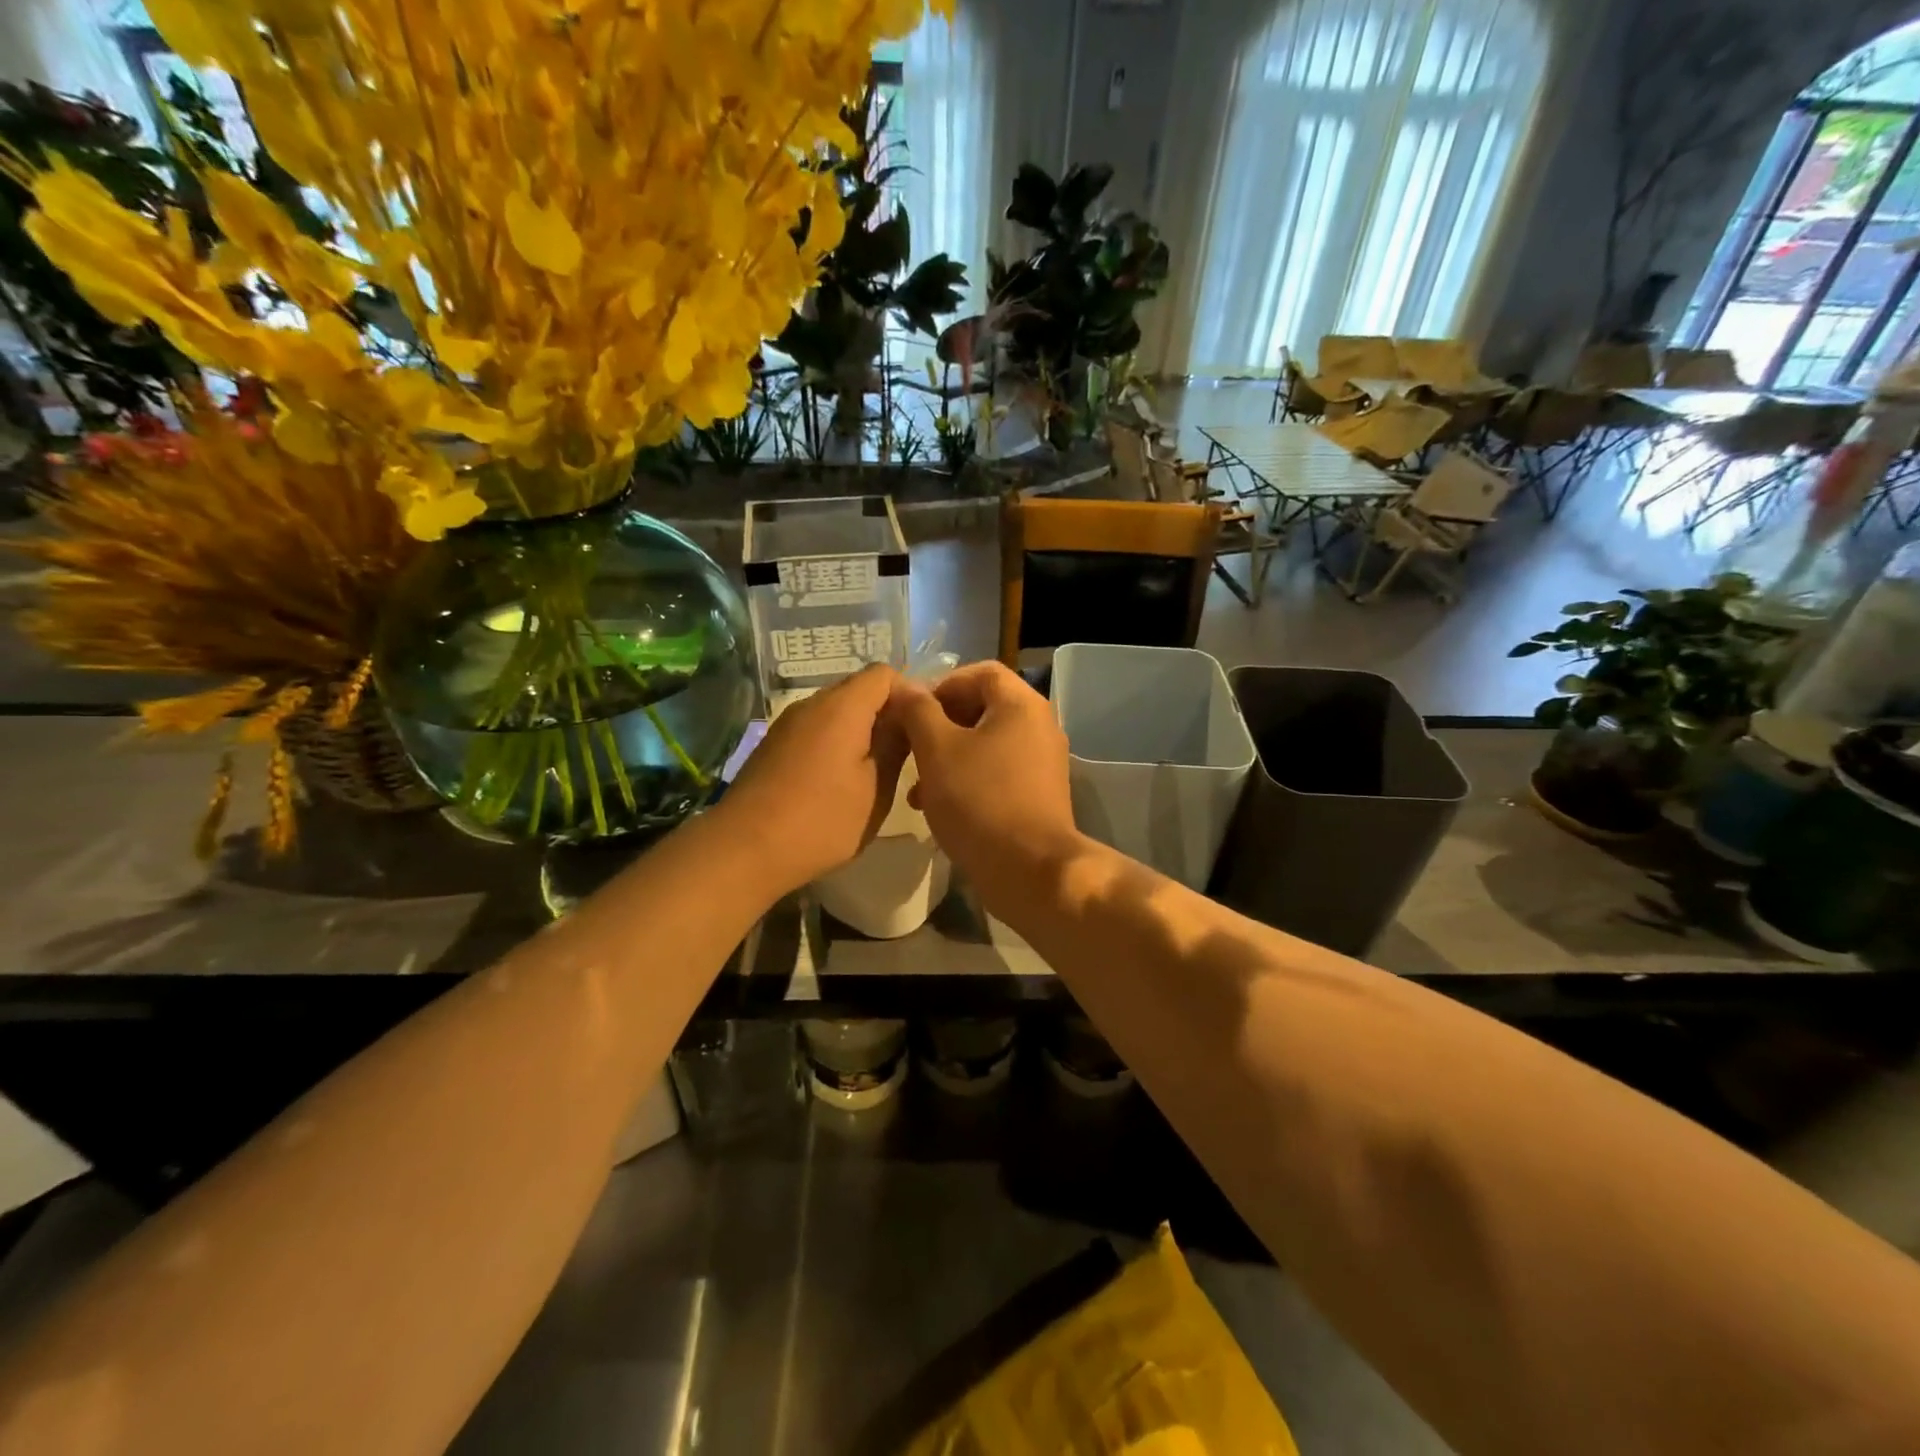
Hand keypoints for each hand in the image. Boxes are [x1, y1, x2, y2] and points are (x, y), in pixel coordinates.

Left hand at [715, 665, 910, 895]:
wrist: (744, 849)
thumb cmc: (822, 820)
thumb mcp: (876, 787)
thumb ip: (896, 744)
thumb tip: (909, 714)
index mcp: (843, 706)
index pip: (885, 674)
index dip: (909, 694)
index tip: (922, 730)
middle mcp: (812, 704)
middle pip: (859, 690)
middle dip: (886, 714)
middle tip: (905, 754)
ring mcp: (788, 724)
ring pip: (836, 712)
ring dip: (861, 732)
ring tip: (875, 772)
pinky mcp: (774, 746)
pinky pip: (816, 730)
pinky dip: (836, 744)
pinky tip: (839, 782)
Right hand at [887, 661, 1084, 913]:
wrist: (1030, 870)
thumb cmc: (980, 800)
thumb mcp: (937, 750)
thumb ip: (917, 711)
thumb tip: (904, 686)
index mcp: (1022, 705)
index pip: (981, 672)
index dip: (942, 684)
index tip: (913, 711)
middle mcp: (1039, 726)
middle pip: (983, 708)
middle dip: (940, 726)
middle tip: (911, 747)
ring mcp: (1042, 763)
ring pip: (986, 745)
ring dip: (948, 757)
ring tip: (916, 788)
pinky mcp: (1038, 795)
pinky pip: (997, 773)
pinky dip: (967, 780)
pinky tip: (938, 808)